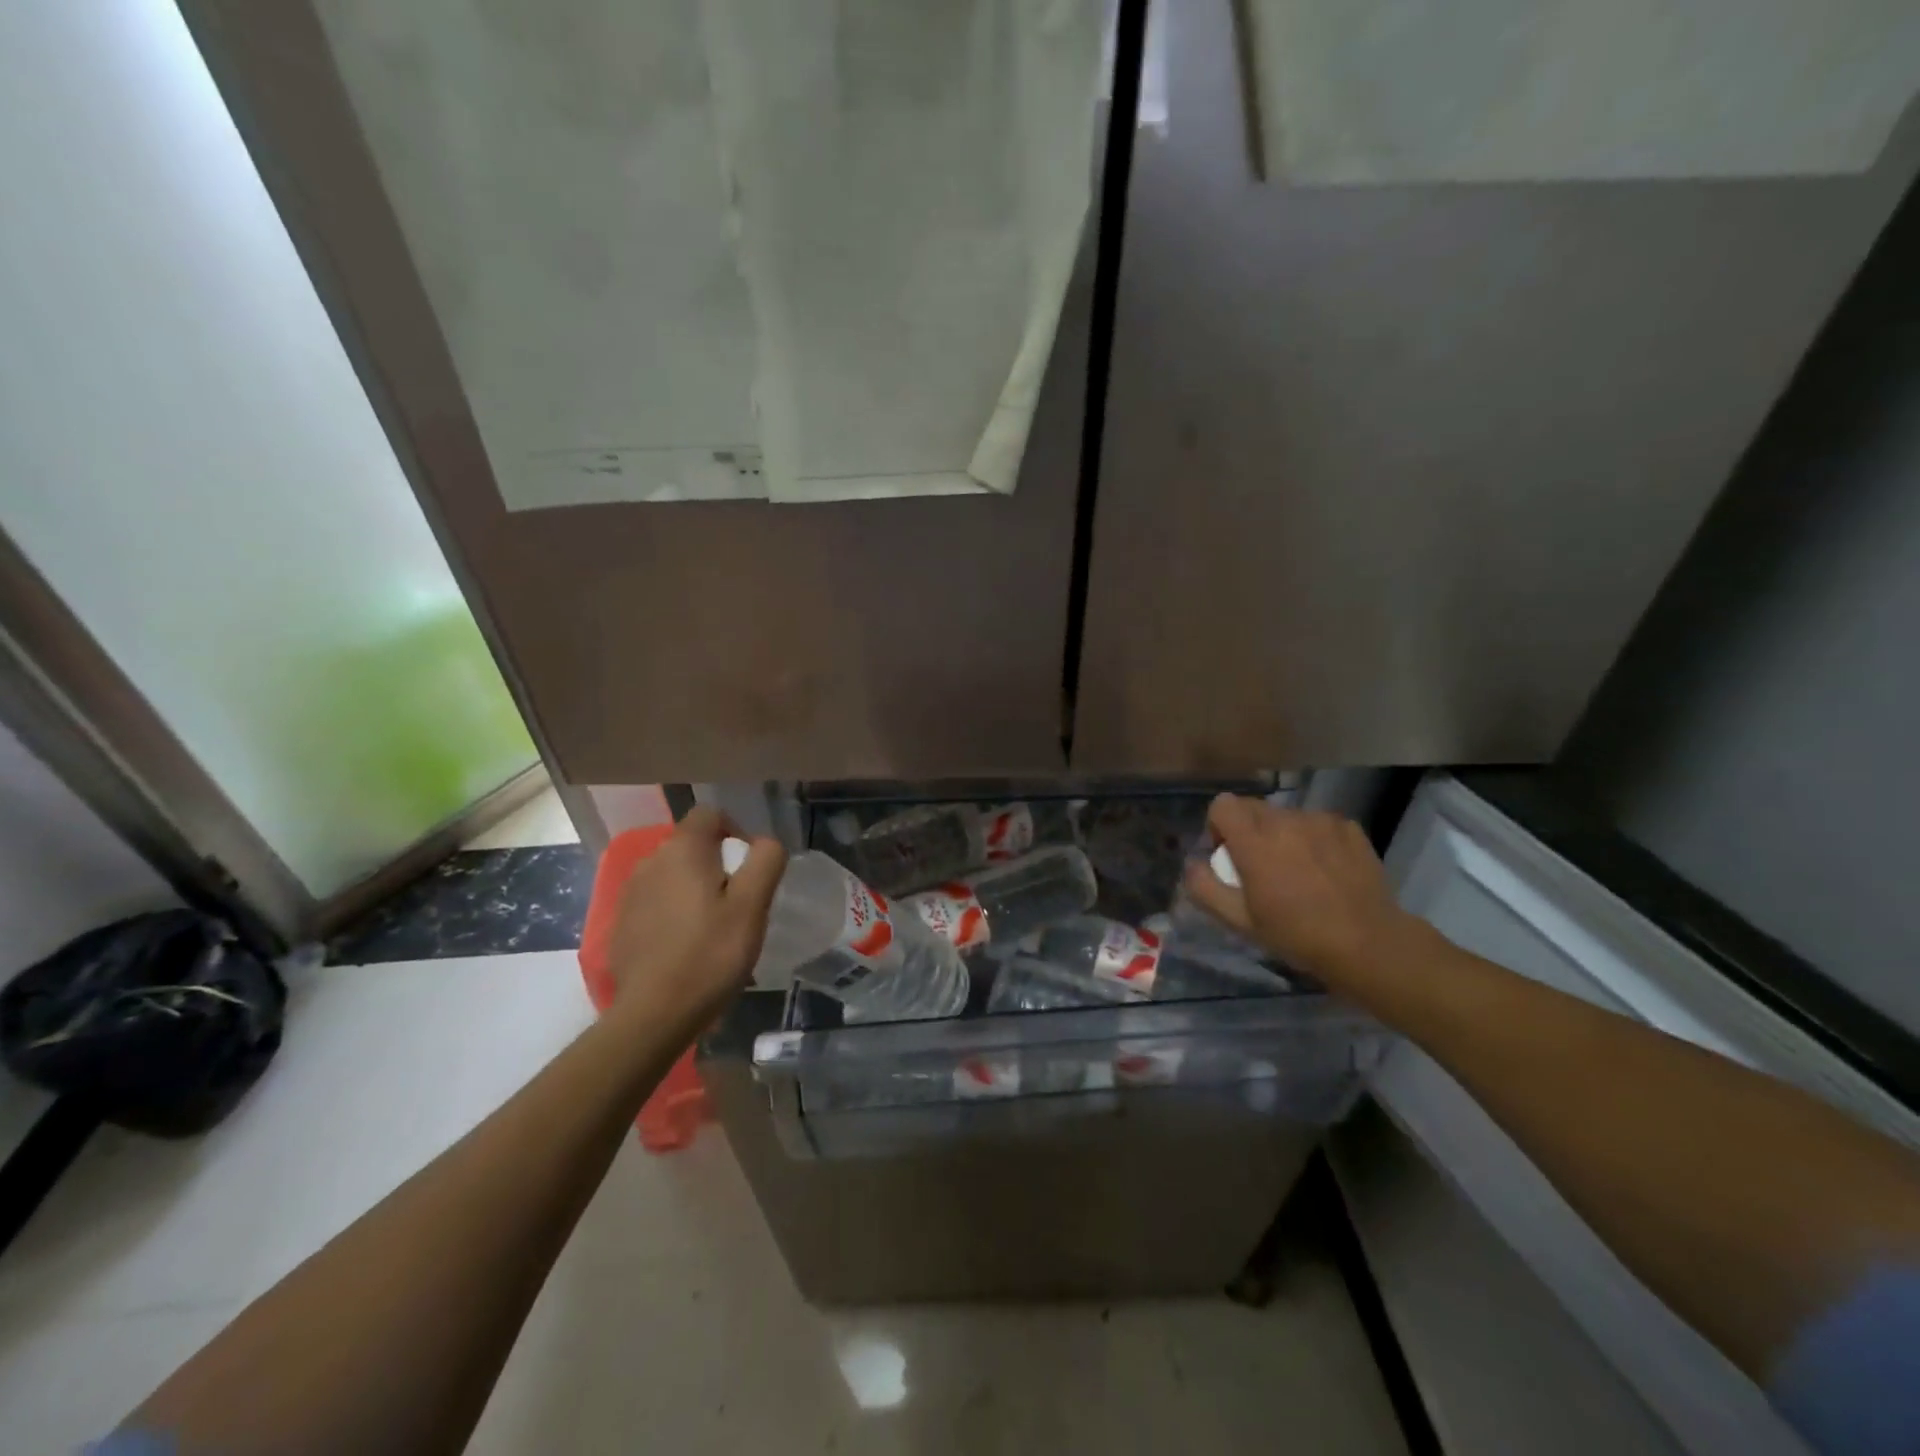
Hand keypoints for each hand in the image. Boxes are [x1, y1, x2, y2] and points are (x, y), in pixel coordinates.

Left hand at [605, 807, 785, 1029]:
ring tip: (714, 926)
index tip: (750, 865)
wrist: (653, 1015)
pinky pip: (655, 903)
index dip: (735, 830)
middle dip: (717, 863)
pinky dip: (673, 912)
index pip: (709, 814)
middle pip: (691, 845)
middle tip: (739, 902)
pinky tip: (686, 945)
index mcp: (682, 850)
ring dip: (694, 888)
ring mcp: (630, 894)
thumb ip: (765, 861)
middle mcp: (650, 862)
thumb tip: (765, 842)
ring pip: (672, 875)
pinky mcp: (621, 924)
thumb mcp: (753, 906)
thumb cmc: (710, 954)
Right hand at [1184, 794, 1420, 990]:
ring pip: (1286, 816)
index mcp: (1254, 841)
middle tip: (1261, 867)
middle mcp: (1285, 821)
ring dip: (1282, 835)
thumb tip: (1193, 864)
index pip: (1222, 805)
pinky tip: (1326, 869)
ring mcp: (1320, 821)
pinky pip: (1318, 823)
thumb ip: (1205, 888)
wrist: (1368, 944)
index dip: (1219, 827)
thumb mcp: (1239, 922)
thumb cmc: (1297, 934)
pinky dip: (1314, 839)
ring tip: (1298, 870)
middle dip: (1248, 830)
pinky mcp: (1348, 827)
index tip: (1229, 856)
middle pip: (1253, 807)